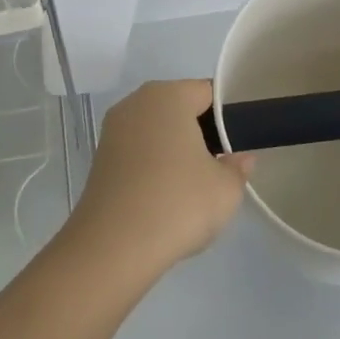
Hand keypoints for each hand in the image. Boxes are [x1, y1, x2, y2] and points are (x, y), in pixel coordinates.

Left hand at [65, 79, 254, 276]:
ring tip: (192, 186)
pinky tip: (165, 197)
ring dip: (174, 151)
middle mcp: (135, 103)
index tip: (239, 144)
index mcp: (167, 96)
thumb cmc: (178, 203)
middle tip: (220, 166)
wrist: (114, 246)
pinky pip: (137, 152)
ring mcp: (113, 131)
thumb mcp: (225, 189)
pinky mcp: (100, 159)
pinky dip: (153, 167)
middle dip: (200, 132)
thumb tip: (240, 159)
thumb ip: (237, 167)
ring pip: (156, 132)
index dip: (228, 116)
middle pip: (178, 108)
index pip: (207, 92)